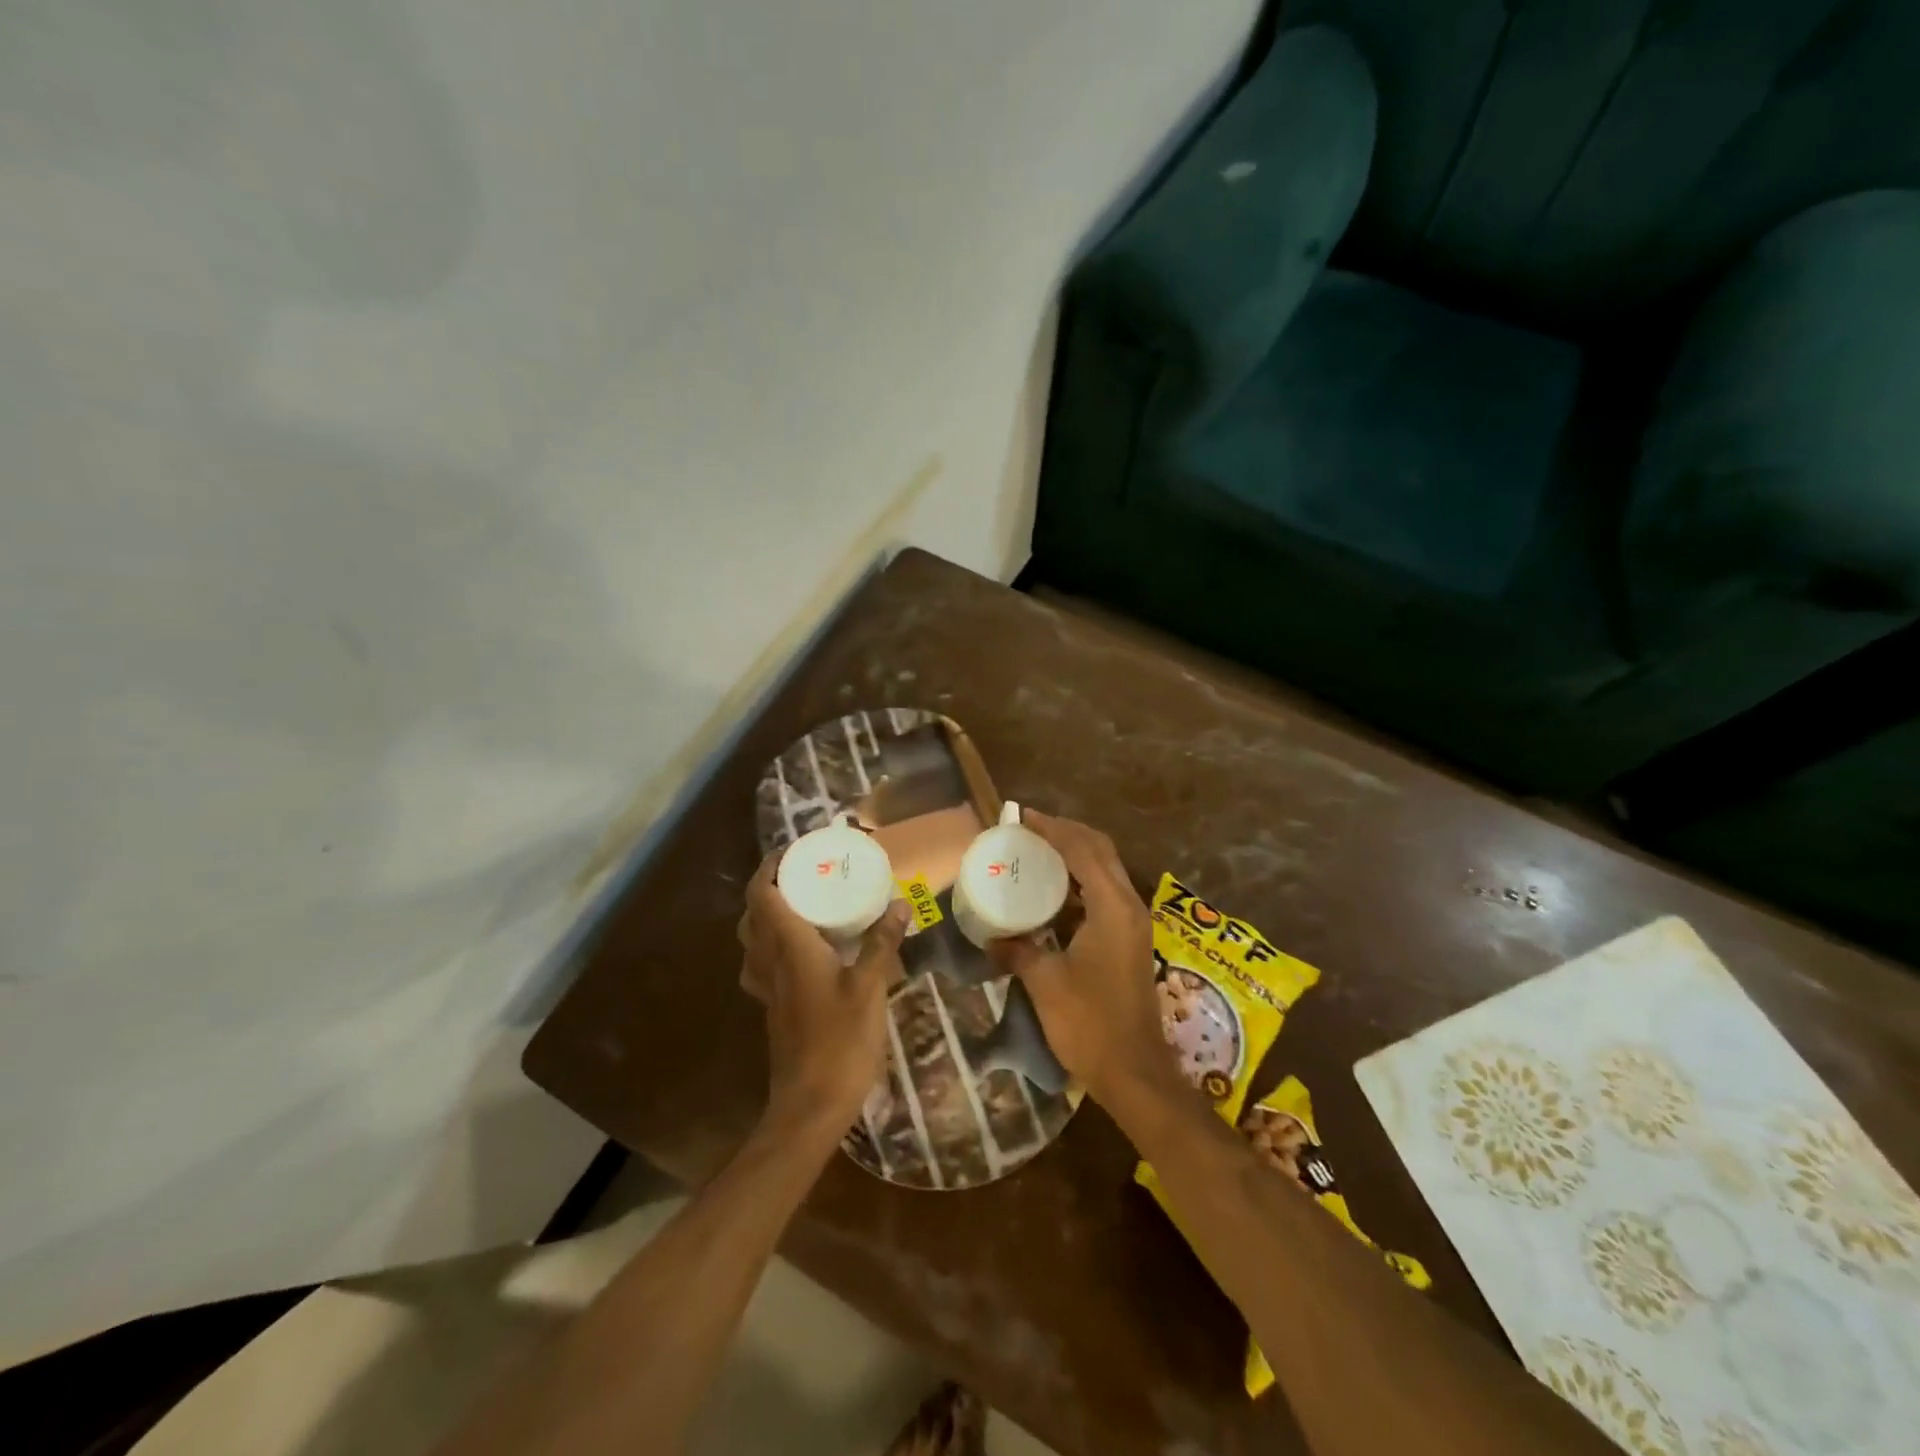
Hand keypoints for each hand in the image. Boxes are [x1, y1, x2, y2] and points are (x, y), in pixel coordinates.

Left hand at [740, 850, 909, 1132]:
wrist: (810, 1105)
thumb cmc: (840, 1040)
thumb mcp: (870, 987)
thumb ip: (881, 942)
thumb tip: (899, 903)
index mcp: (787, 947)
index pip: (761, 895)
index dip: (769, 868)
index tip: (793, 851)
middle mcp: (768, 961)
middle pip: (753, 914)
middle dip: (770, 887)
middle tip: (804, 875)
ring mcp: (767, 988)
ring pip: (754, 940)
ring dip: (769, 915)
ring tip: (806, 906)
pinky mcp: (773, 1007)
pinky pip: (765, 962)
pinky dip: (777, 943)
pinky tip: (810, 951)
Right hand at [988, 811, 1174, 1104]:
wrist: (1135, 1072)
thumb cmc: (1090, 1024)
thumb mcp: (1046, 983)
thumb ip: (1019, 950)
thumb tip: (991, 938)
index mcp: (1113, 907)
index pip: (1083, 850)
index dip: (1053, 829)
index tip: (1022, 817)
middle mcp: (1129, 906)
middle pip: (1101, 851)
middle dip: (1067, 833)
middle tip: (1030, 828)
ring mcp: (1133, 923)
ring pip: (1106, 871)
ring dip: (1076, 855)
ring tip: (1038, 851)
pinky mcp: (1129, 940)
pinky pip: (1106, 893)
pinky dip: (1081, 881)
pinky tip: (1054, 892)